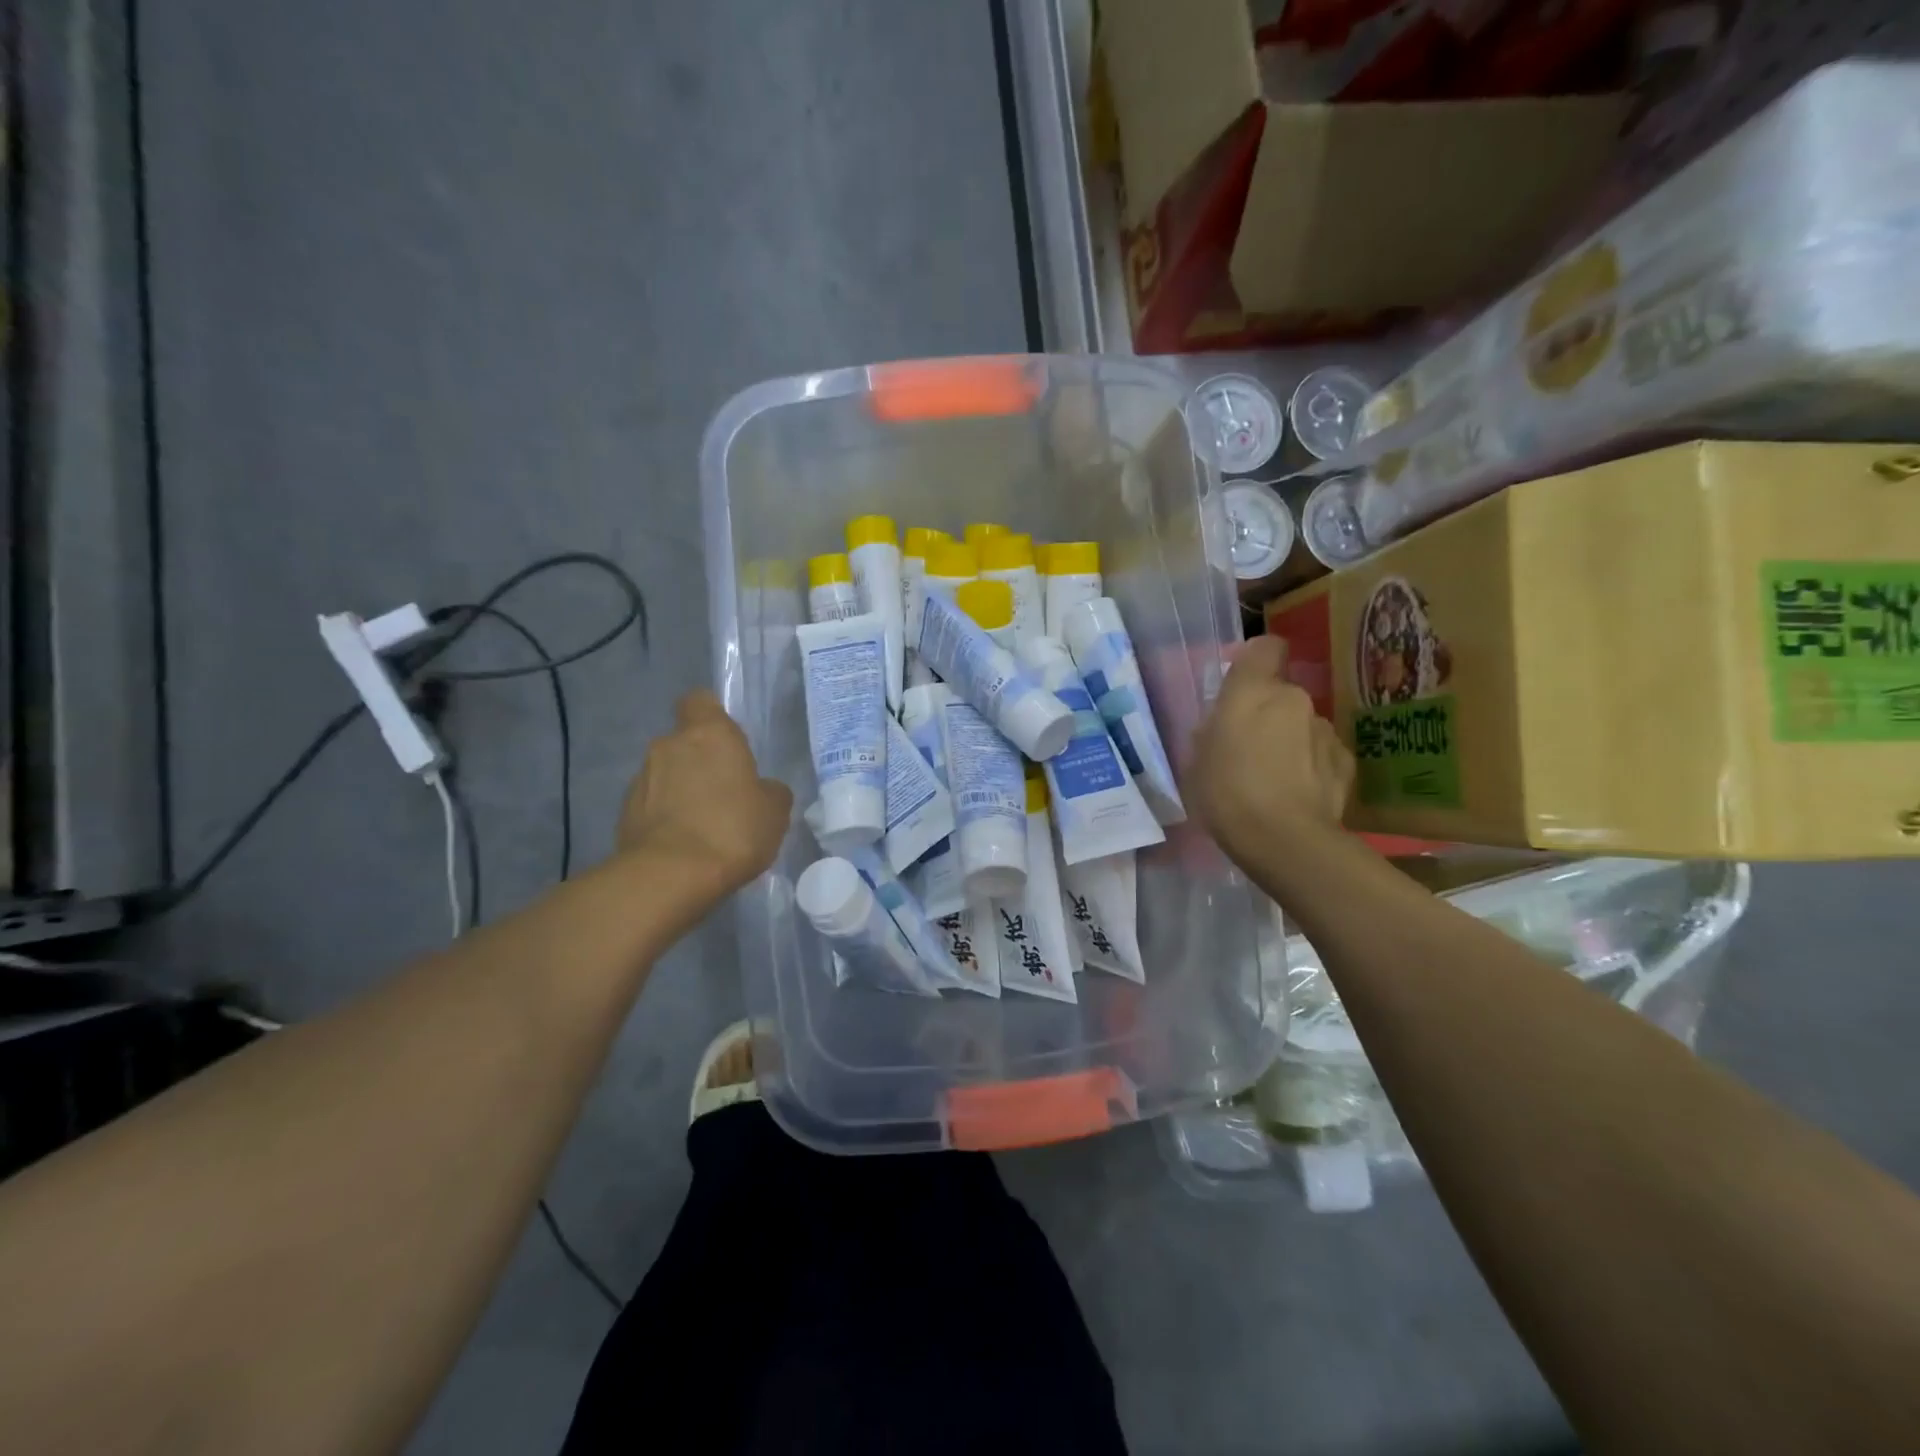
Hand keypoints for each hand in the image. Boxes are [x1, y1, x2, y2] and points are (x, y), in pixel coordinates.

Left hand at [618, 691, 791, 896]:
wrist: (670, 876)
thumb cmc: (732, 830)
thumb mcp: (775, 811)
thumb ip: (770, 790)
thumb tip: (761, 789)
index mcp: (709, 733)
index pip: (700, 701)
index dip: (712, 716)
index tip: (728, 742)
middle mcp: (669, 745)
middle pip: (685, 742)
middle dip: (701, 762)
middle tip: (725, 793)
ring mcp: (641, 778)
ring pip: (667, 774)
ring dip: (682, 790)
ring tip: (704, 826)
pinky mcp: (624, 812)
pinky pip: (652, 805)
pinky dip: (665, 817)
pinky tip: (684, 845)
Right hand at [1190, 635, 1353, 868]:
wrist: (1284, 841)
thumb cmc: (1226, 794)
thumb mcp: (1197, 760)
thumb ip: (1213, 732)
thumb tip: (1224, 726)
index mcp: (1252, 691)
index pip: (1265, 647)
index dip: (1256, 660)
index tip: (1244, 683)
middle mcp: (1294, 699)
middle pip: (1282, 693)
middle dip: (1268, 714)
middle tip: (1249, 748)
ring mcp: (1325, 729)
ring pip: (1302, 725)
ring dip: (1290, 741)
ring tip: (1274, 780)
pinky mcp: (1346, 761)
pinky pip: (1322, 753)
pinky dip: (1312, 766)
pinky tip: (1299, 795)